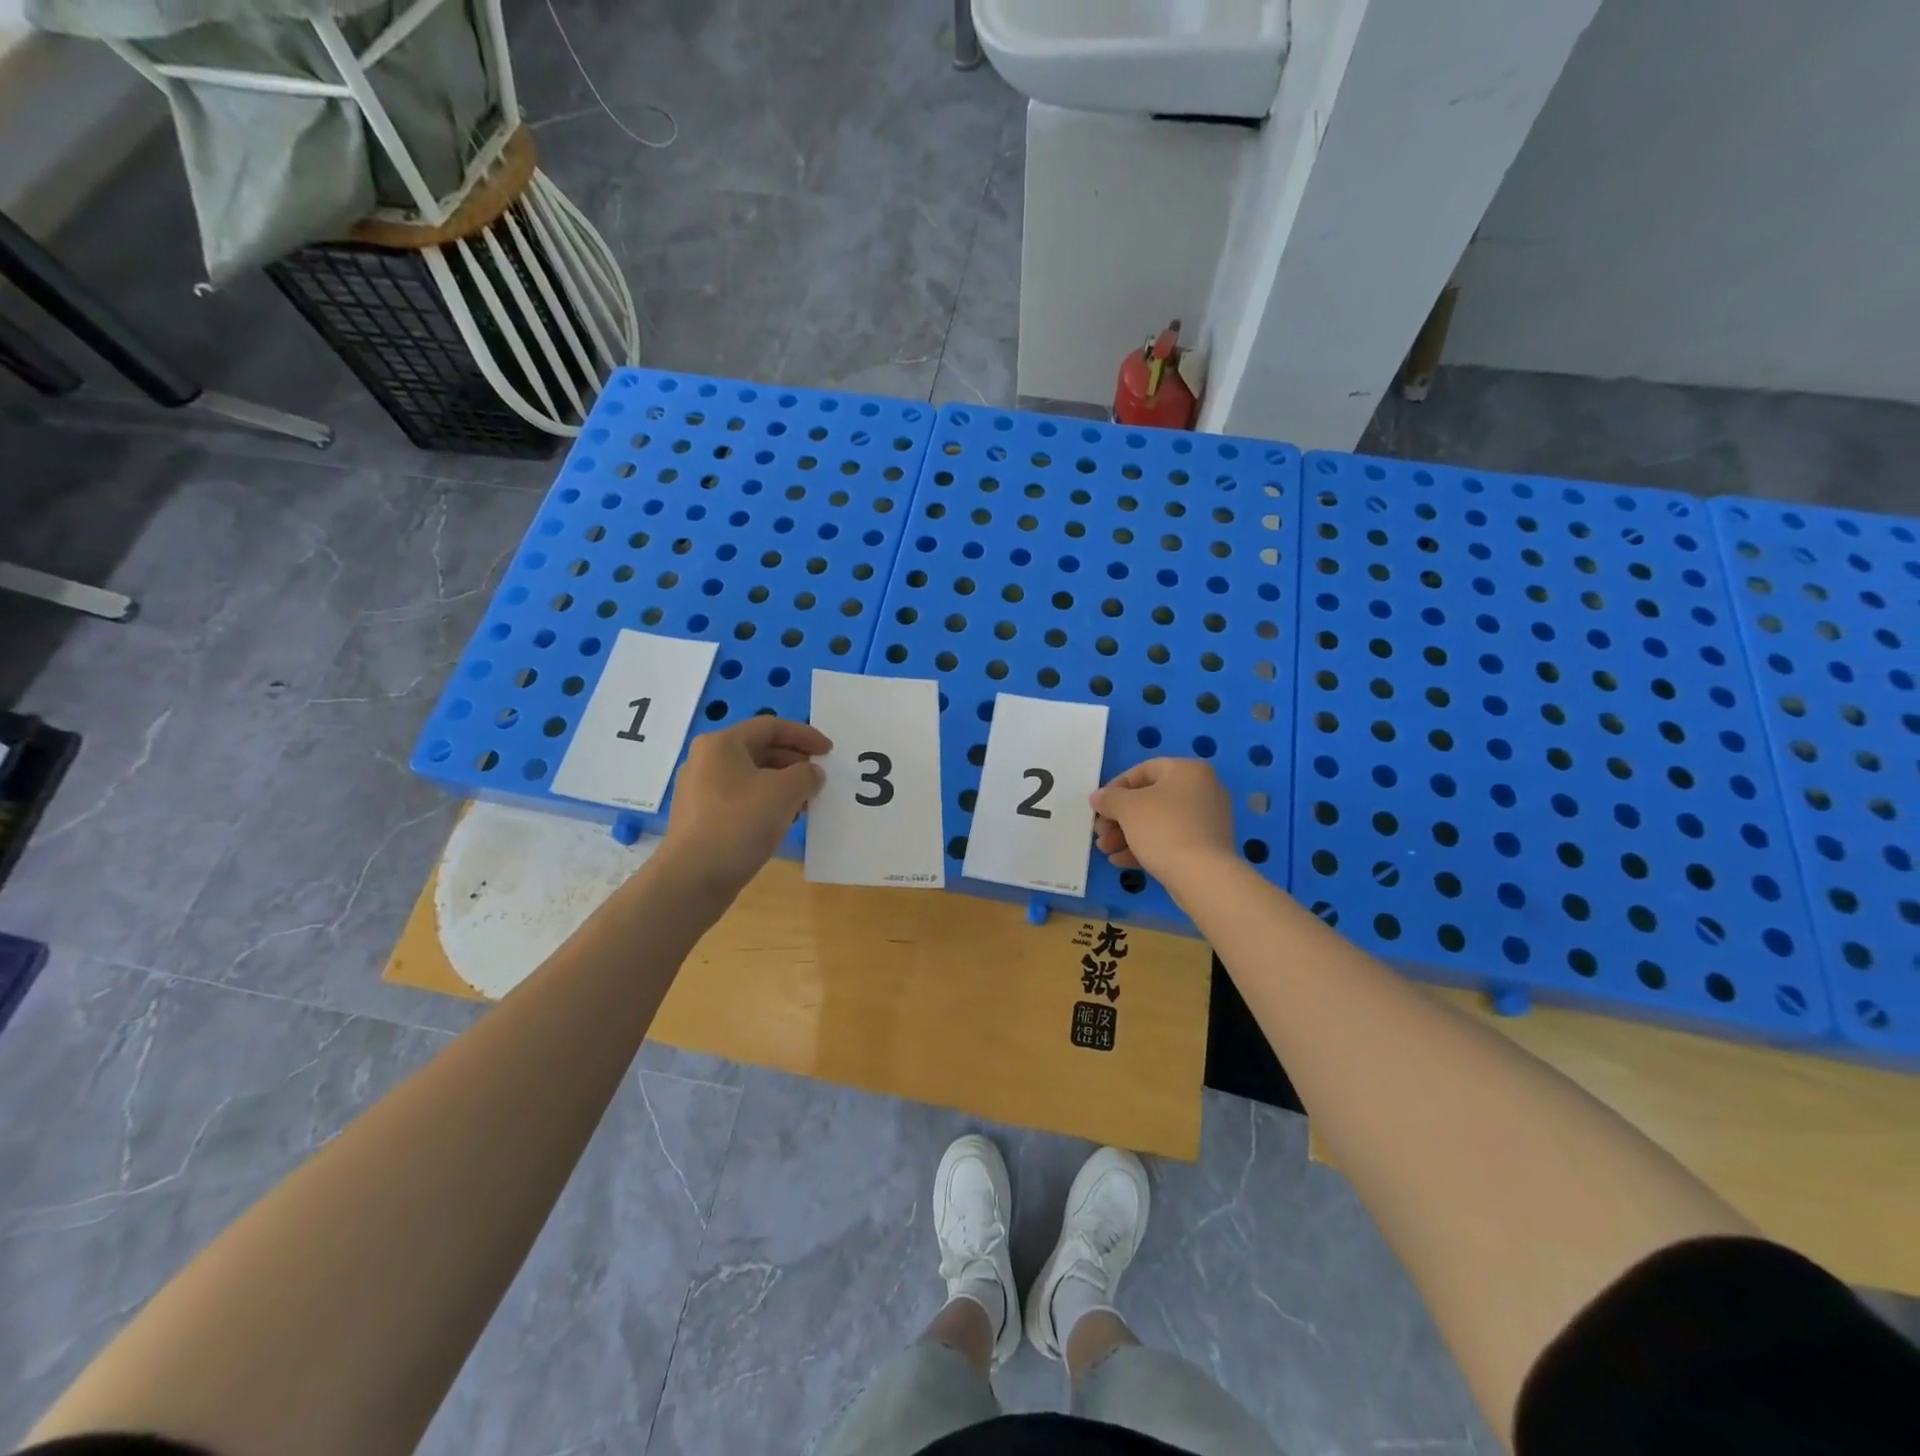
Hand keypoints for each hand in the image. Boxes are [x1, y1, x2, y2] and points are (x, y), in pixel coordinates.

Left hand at [662, 717, 829, 893]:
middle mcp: (706, 760)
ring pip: (751, 776)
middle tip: (819, 778)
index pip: (771, 726)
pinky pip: (741, 798)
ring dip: (783, 785)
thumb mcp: (785, 792)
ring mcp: (700, 790)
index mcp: (721, 743)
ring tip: (807, 803)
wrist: (694, 877)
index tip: (829, 751)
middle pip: (760, 750)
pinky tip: (783, 820)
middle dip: (794, 762)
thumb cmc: (740, 823)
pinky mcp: (701, 817)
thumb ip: (807, 774)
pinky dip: (766, 802)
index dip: (805, 735)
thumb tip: (812, 773)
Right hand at [1090, 758, 1235, 881]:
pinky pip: (1171, 840)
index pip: (1143, 770)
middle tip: (1100, 833)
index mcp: (1188, 771)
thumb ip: (1109, 798)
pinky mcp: (1208, 847)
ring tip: (1105, 851)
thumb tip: (1098, 797)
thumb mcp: (1127, 808)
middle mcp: (1203, 790)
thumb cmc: (1163, 829)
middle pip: (1150, 799)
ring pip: (1159, 822)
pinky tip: (1121, 861)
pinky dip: (1146, 847)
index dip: (1115, 787)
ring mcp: (1208, 820)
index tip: (1099, 807)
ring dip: (1127, 835)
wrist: (1203, 876)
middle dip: (1119, 818)